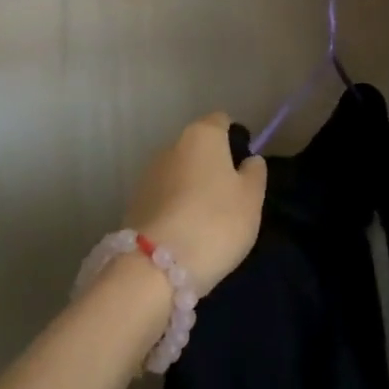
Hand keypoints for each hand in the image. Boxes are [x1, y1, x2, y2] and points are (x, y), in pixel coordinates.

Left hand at [125, 114, 267, 293]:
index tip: (244, 168)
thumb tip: (248, 160)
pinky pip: (164, 198)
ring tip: (206, 223)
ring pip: (180, 174)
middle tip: (229, 200)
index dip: (235, 140)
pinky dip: (175, 209)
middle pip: (198, 148)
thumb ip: (254, 173)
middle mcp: (171, 145)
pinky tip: (185, 235)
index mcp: (202, 135)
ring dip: (192, 189)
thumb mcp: (251, 198)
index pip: (221, 121)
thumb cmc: (215, 222)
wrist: (156, 267)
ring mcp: (148, 174)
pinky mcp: (134, 203)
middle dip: (212, 167)